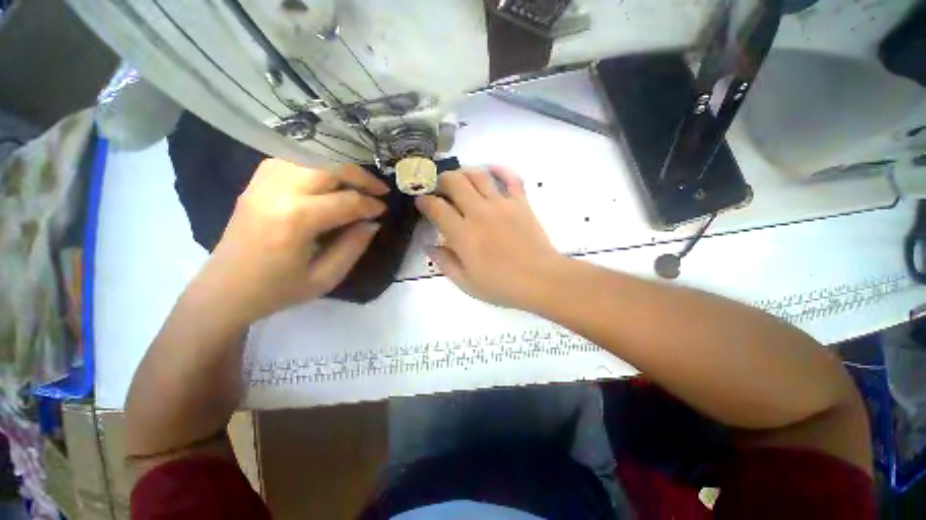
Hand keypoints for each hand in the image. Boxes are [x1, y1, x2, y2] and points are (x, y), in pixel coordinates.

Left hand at [199, 159, 388, 321]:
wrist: (225, 291)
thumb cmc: (278, 290)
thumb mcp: (325, 278)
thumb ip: (353, 247)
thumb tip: (372, 223)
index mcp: (296, 220)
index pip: (346, 201)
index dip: (371, 205)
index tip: (384, 210)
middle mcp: (278, 192)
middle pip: (329, 168)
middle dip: (361, 177)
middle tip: (379, 190)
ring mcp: (262, 184)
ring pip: (310, 158)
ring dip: (339, 168)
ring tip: (357, 184)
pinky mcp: (255, 184)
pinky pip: (291, 161)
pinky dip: (315, 166)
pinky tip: (325, 181)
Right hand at [415, 167, 560, 307]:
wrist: (540, 280)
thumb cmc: (501, 285)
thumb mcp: (466, 282)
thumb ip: (445, 262)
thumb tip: (429, 245)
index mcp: (462, 234)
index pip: (436, 207)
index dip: (424, 201)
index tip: (421, 201)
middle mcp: (478, 212)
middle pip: (454, 182)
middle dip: (441, 180)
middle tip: (439, 187)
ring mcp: (501, 204)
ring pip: (478, 175)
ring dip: (464, 172)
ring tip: (460, 178)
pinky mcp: (520, 202)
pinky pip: (510, 177)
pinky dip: (499, 169)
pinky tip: (491, 171)